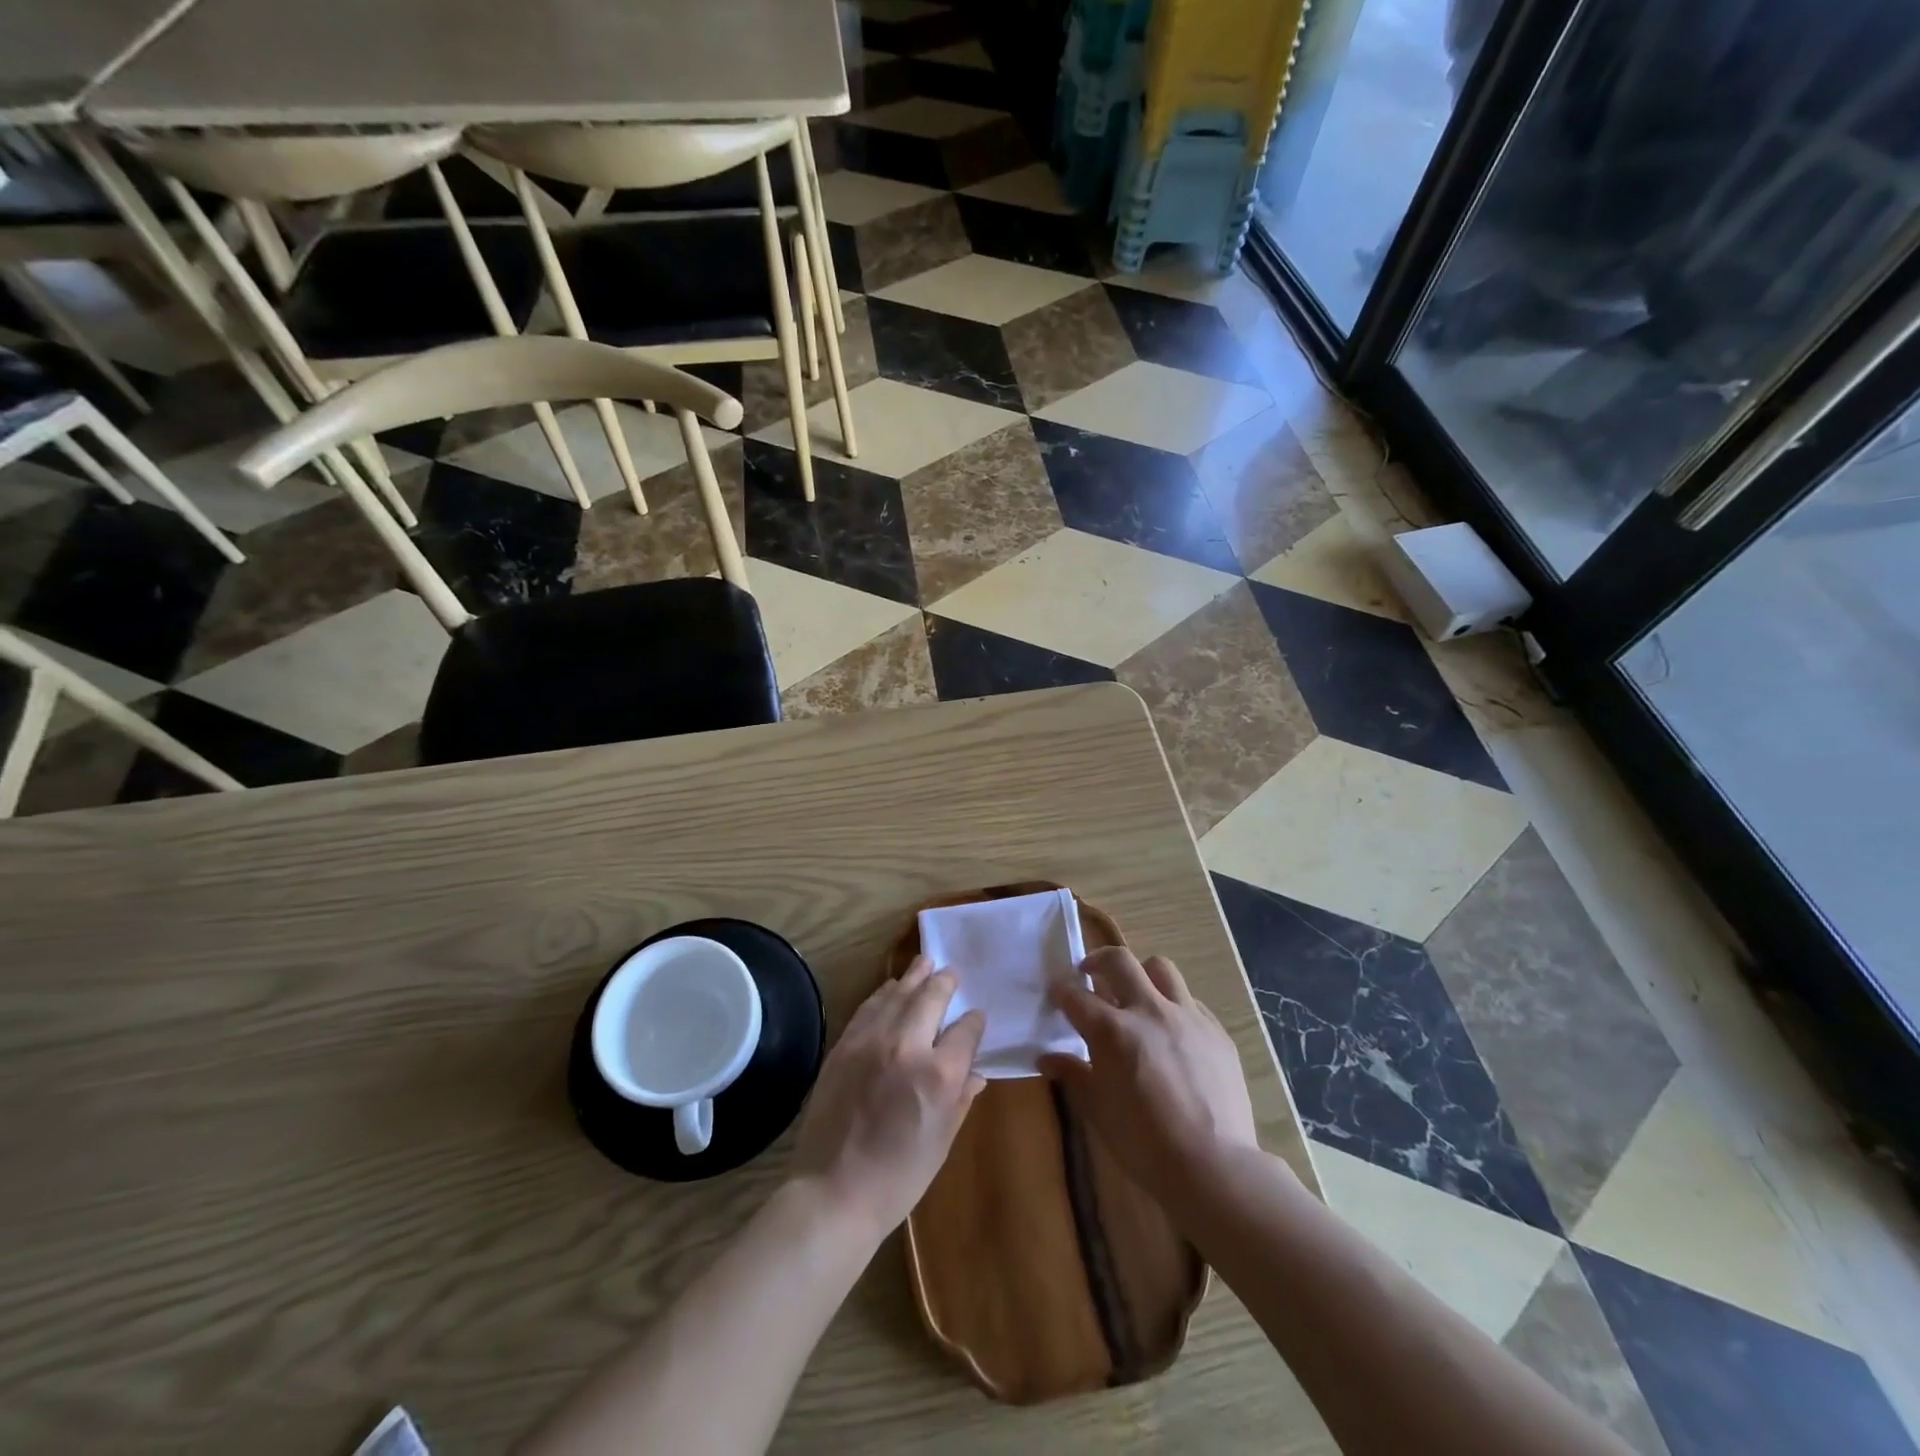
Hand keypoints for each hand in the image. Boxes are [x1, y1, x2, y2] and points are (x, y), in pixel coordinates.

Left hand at [791, 956, 985, 1240]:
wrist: (833, 1193)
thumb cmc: (898, 1178)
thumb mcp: (942, 1142)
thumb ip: (961, 1099)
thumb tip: (975, 1073)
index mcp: (939, 1074)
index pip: (965, 1031)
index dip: (974, 1022)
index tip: (976, 1017)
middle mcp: (907, 1046)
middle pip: (931, 998)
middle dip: (944, 982)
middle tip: (950, 973)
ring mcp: (871, 1041)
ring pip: (898, 994)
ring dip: (914, 977)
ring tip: (924, 962)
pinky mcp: (844, 1045)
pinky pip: (869, 1007)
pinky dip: (884, 993)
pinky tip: (891, 988)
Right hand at [1038, 947, 1258, 1201]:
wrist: (1214, 1167)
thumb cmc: (1144, 1143)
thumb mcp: (1097, 1109)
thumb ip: (1073, 1074)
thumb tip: (1047, 1058)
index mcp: (1112, 1030)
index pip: (1076, 996)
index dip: (1061, 991)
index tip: (1056, 992)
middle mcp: (1148, 1011)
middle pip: (1119, 961)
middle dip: (1098, 960)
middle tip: (1090, 973)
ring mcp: (1187, 1017)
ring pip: (1161, 969)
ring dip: (1142, 974)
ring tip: (1136, 994)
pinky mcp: (1216, 1031)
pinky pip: (1191, 1002)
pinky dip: (1173, 1006)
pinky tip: (1172, 1032)